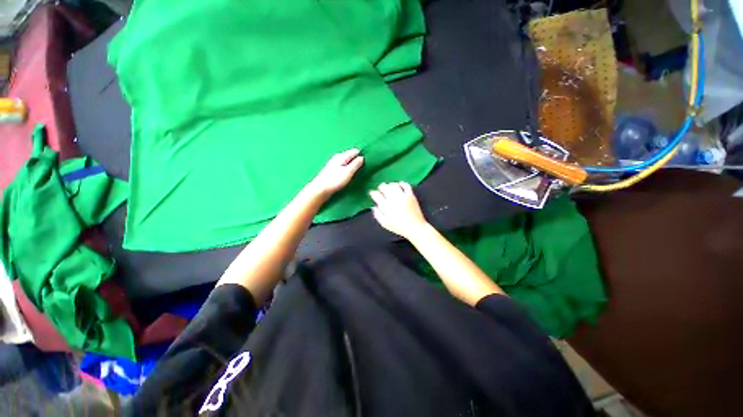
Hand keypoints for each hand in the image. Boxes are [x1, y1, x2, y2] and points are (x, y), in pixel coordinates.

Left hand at [309, 149, 364, 196]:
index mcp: (342, 156)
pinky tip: (347, 175)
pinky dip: (347, 169)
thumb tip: (362, 157)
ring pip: (346, 161)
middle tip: (362, 168)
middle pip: (350, 156)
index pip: (354, 151)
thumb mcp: (348, 172)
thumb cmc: (335, 180)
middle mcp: (337, 157)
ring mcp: (334, 163)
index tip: (366, 163)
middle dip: (356, 160)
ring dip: (351, 165)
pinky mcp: (332, 170)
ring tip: (356, 172)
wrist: (320, 189)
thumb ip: (355, 164)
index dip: (361, 155)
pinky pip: (343, 166)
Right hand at [369, 182, 429, 239]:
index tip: (372, 193)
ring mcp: (403, 196)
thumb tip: (374, 207)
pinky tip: (400, 185)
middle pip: (384, 187)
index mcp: (385, 206)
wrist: (414, 227)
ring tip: (389, 187)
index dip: (373, 193)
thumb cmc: (398, 227)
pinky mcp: (411, 195)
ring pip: (394, 184)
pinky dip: (402, 183)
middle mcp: (393, 199)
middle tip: (381, 189)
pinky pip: (406, 185)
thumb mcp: (384, 223)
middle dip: (381, 187)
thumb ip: (377, 215)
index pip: (376, 194)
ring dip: (390, 184)